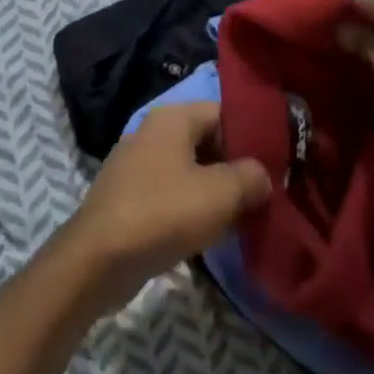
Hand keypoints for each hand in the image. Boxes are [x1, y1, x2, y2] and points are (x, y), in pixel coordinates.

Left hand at [61, 102, 271, 313]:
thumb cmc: (163, 213)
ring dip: (214, 192)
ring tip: (242, 218)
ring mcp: (136, 165)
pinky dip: (191, 208)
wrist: (97, 260)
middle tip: (263, 195)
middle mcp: (152, 131)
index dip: (251, 137)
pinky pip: (170, 193)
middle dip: (234, 167)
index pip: (223, 113)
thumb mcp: (220, 194)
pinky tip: (208, 234)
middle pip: (206, 141)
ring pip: (189, 170)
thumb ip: (250, 178)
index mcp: (172, 117)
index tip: (276, 165)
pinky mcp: (128, 197)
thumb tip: (263, 176)